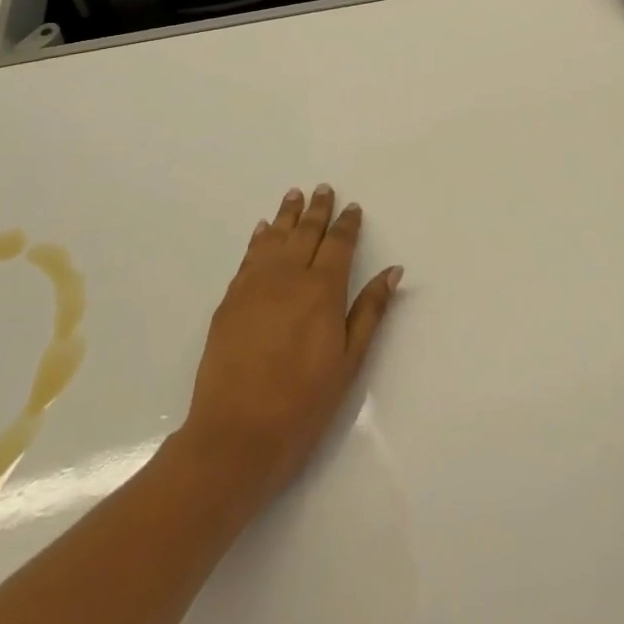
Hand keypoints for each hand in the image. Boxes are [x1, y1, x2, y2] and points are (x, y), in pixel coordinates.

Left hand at [179, 185, 401, 506]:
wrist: (236, 435)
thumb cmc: (303, 404)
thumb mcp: (349, 362)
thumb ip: (369, 311)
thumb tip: (393, 271)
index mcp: (322, 290)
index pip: (338, 245)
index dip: (347, 224)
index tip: (353, 207)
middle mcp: (288, 277)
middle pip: (305, 233)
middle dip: (317, 210)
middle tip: (323, 188)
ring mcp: (254, 286)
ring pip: (274, 238)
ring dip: (286, 215)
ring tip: (293, 195)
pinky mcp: (230, 300)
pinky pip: (248, 257)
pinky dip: (258, 239)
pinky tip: (262, 230)